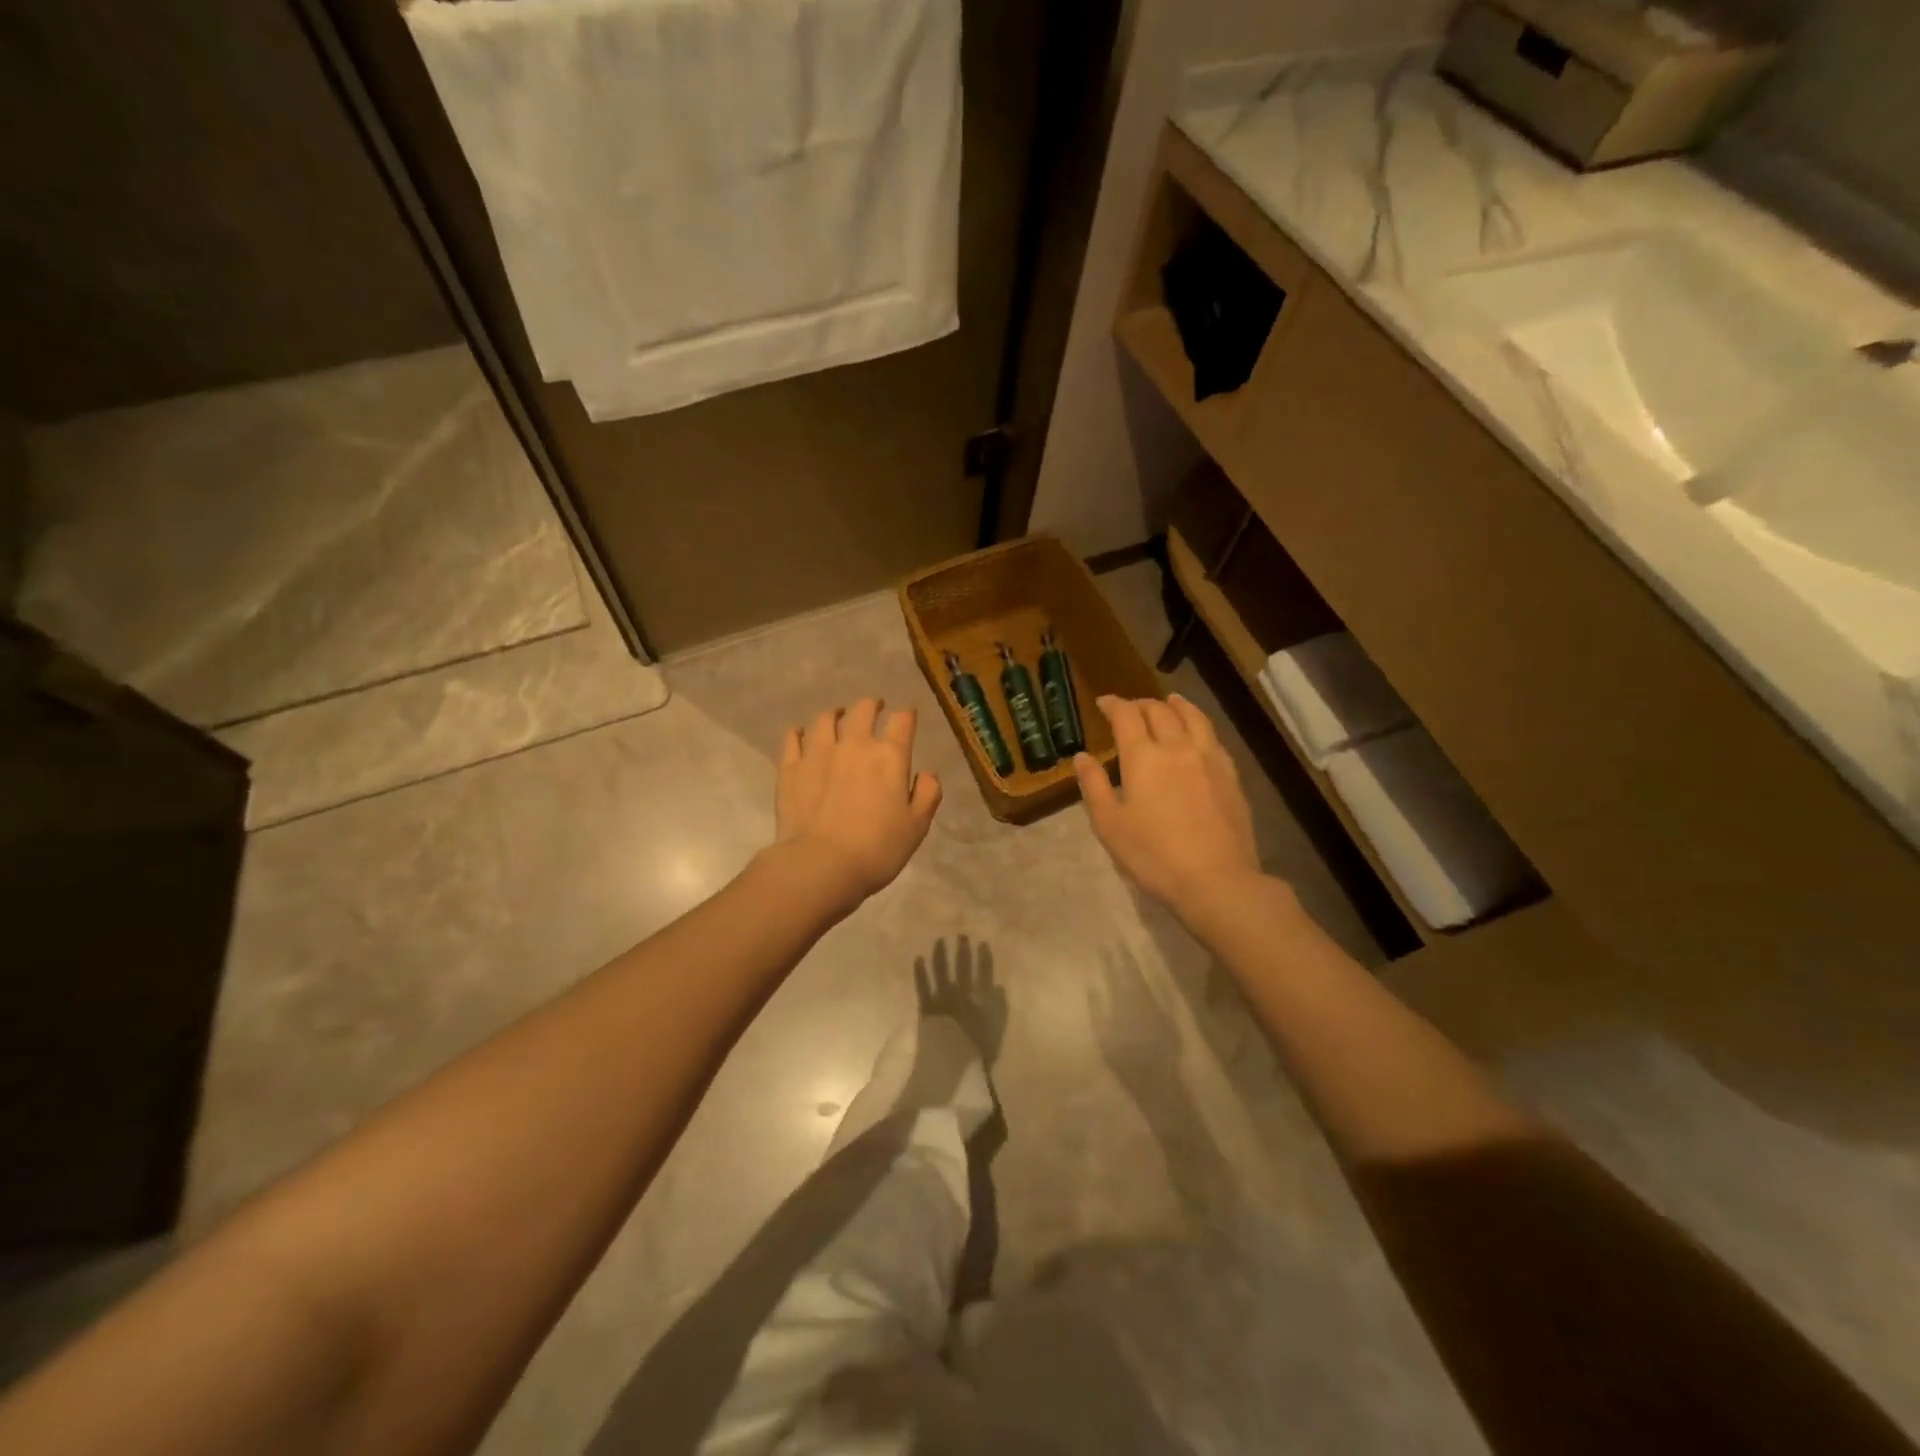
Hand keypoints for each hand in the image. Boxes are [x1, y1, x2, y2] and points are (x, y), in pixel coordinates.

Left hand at [774, 699, 942, 911]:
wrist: (821, 865)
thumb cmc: (877, 849)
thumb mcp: (917, 826)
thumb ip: (928, 794)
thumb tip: (928, 773)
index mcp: (889, 756)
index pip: (902, 721)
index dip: (907, 715)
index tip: (908, 716)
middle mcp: (854, 744)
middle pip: (863, 709)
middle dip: (872, 705)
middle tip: (874, 709)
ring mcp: (818, 752)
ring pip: (825, 719)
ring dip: (836, 715)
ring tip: (838, 718)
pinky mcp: (791, 767)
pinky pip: (793, 738)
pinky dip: (799, 733)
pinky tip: (802, 735)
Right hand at [1073, 694, 1263, 924]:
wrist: (1216, 879)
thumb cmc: (1153, 855)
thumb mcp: (1110, 825)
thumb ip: (1094, 786)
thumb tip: (1082, 756)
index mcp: (1143, 756)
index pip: (1126, 715)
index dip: (1113, 704)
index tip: (1103, 703)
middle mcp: (1177, 746)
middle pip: (1160, 710)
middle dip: (1141, 704)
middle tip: (1130, 709)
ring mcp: (1209, 758)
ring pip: (1193, 717)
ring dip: (1176, 705)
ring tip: (1169, 702)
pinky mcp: (1230, 775)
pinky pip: (1212, 737)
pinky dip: (1199, 724)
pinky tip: (1197, 734)